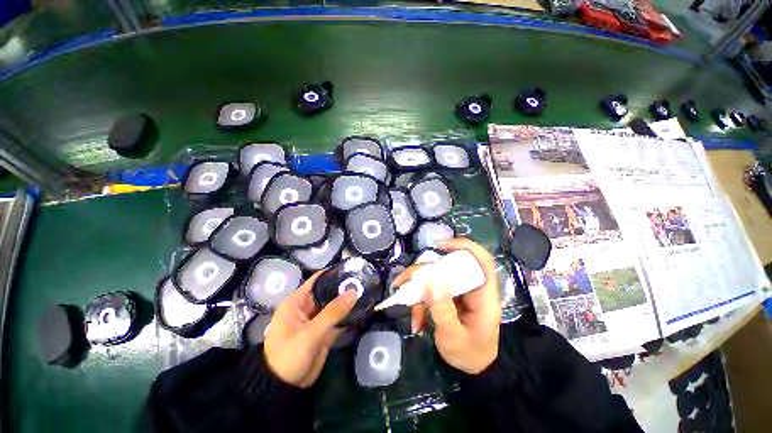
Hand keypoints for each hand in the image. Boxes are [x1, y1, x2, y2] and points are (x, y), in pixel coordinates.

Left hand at [264, 271, 357, 387]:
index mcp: (296, 302)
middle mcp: (307, 307)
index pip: (316, 280)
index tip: (351, 268)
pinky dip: (348, 315)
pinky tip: (363, 308)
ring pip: (334, 305)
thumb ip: (333, 313)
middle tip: (363, 280)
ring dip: (348, 301)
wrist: (284, 389)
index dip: (333, 273)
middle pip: (328, 292)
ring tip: (367, 290)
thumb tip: (354, 292)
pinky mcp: (323, 332)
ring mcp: (316, 320)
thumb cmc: (289, 356)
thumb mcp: (310, 334)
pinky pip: (338, 319)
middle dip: (344, 287)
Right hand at [394, 238, 500, 373]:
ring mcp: (458, 291)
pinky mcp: (448, 296)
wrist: (473, 368)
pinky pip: (430, 290)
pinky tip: (416, 319)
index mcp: (483, 293)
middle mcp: (470, 287)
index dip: (463, 246)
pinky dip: (420, 301)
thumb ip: (443, 310)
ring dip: (417, 288)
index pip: (481, 259)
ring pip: (435, 276)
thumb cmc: (470, 354)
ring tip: (405, 302)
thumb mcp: (454, 337)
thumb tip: (430, 280)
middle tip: (403, 281)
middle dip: (423, 271)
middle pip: (448, 265)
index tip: (439, 246)